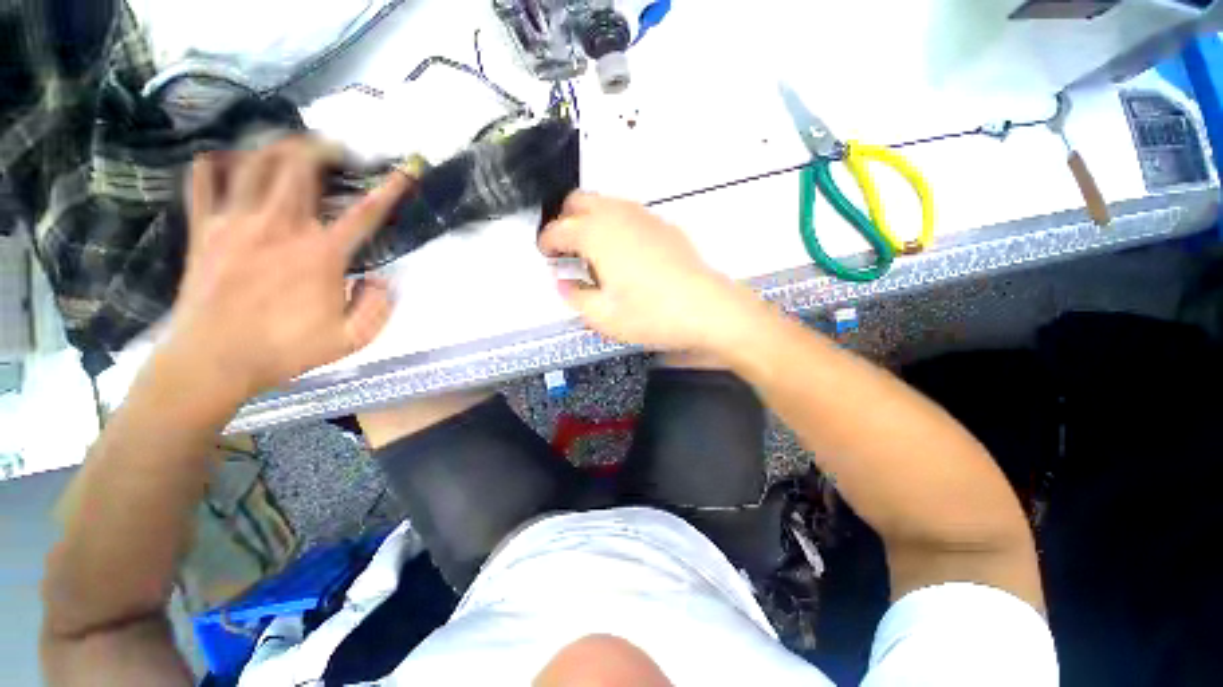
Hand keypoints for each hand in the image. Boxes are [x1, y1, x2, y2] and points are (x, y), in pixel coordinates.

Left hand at [157, 137, 411, 404]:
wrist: (212, 361)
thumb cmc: (285, 350)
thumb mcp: (351, 340)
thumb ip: (378, 308)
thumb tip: (382, 281)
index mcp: (321, 255)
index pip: (365, 213)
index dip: (389, 190)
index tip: (403, 172)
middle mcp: (279, 227)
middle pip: (299, 166)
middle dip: (321, 148)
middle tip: (334, 149)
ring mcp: (236, 223)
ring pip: (254, 162)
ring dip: (276, 146)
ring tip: (290, 145)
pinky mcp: (204, 229)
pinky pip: (204, 181)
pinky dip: (216, 163)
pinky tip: (228, 161)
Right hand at [538, 192, 754, 352]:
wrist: (705, 309)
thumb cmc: (651, 315)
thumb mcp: (603, 317)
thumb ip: (575, 297)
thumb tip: (564, 283)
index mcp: (596, 234)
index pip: (558, 229)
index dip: (546, 242)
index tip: (546, 254)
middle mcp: (617, 215)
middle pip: (578, 201)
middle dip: (565, 221)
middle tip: (567, 249)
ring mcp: (643, 216)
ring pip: (605, 203)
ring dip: (591, 220)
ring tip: (594, 253)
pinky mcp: (663, 225)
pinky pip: (629, 214)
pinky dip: (615, 225)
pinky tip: (624, 253)